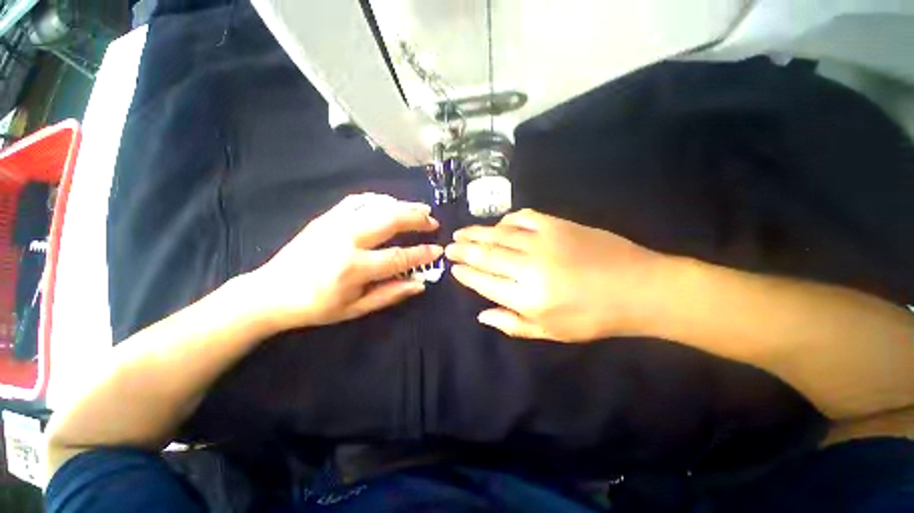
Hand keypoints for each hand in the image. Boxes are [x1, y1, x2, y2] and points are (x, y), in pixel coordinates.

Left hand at [245, 193, 441, 330]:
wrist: (270, 291)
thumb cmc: (316, 306)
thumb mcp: (355, 309)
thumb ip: (390, 294)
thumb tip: (420, 283)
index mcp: (353, 268)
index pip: (399, 257)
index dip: (422, 253)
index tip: (438, 249)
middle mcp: (346, 240)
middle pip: (390, 220)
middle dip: (417, 218)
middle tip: (433, 221)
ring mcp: (335, 223)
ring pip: (377, 205)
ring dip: (403, 205)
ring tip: (421, 209)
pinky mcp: (326, 217)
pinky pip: (359, 200)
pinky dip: (380, 199)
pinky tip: (392, 203)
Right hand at [446, 209, 665, 341]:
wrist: (639, 287)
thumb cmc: (593, 317)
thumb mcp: (551, 332)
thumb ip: (512, 324)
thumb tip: (481, 314)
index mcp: (527, 297)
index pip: (483, 281)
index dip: (465, 273)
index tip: (453, 268)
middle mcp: (529, 267)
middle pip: (485, 254)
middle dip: (463, 250)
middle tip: (450, 246)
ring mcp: (542, 241)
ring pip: (498, 234)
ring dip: (476, 233)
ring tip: (462, 232)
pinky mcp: (556, 224)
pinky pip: (521, 217)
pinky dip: (505, 220)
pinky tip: (498, 224)